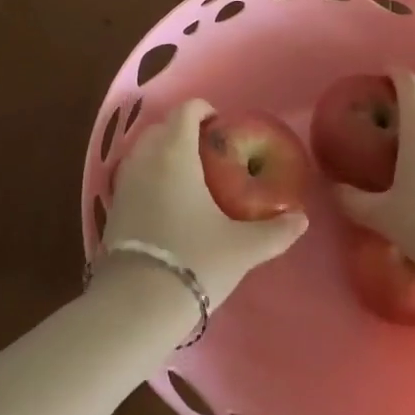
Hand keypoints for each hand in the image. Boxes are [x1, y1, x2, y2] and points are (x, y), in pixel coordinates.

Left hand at [104, 99, 307, 306]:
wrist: (136, 304)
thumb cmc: (194, 261)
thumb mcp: (243, 248)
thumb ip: (275, 231)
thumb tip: (302, 219)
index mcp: (175, 153)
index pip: (186, 110)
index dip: (205, 111)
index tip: (222, 127)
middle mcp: (145, 159)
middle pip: (162, 127)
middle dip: (184, 131)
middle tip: (210, 154)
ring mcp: (124, 183)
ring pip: (144, 151)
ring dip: (164, 153)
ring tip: (191, 179)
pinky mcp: (112, 207)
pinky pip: (133, 175)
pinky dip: (151, 177)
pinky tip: (169, 205)